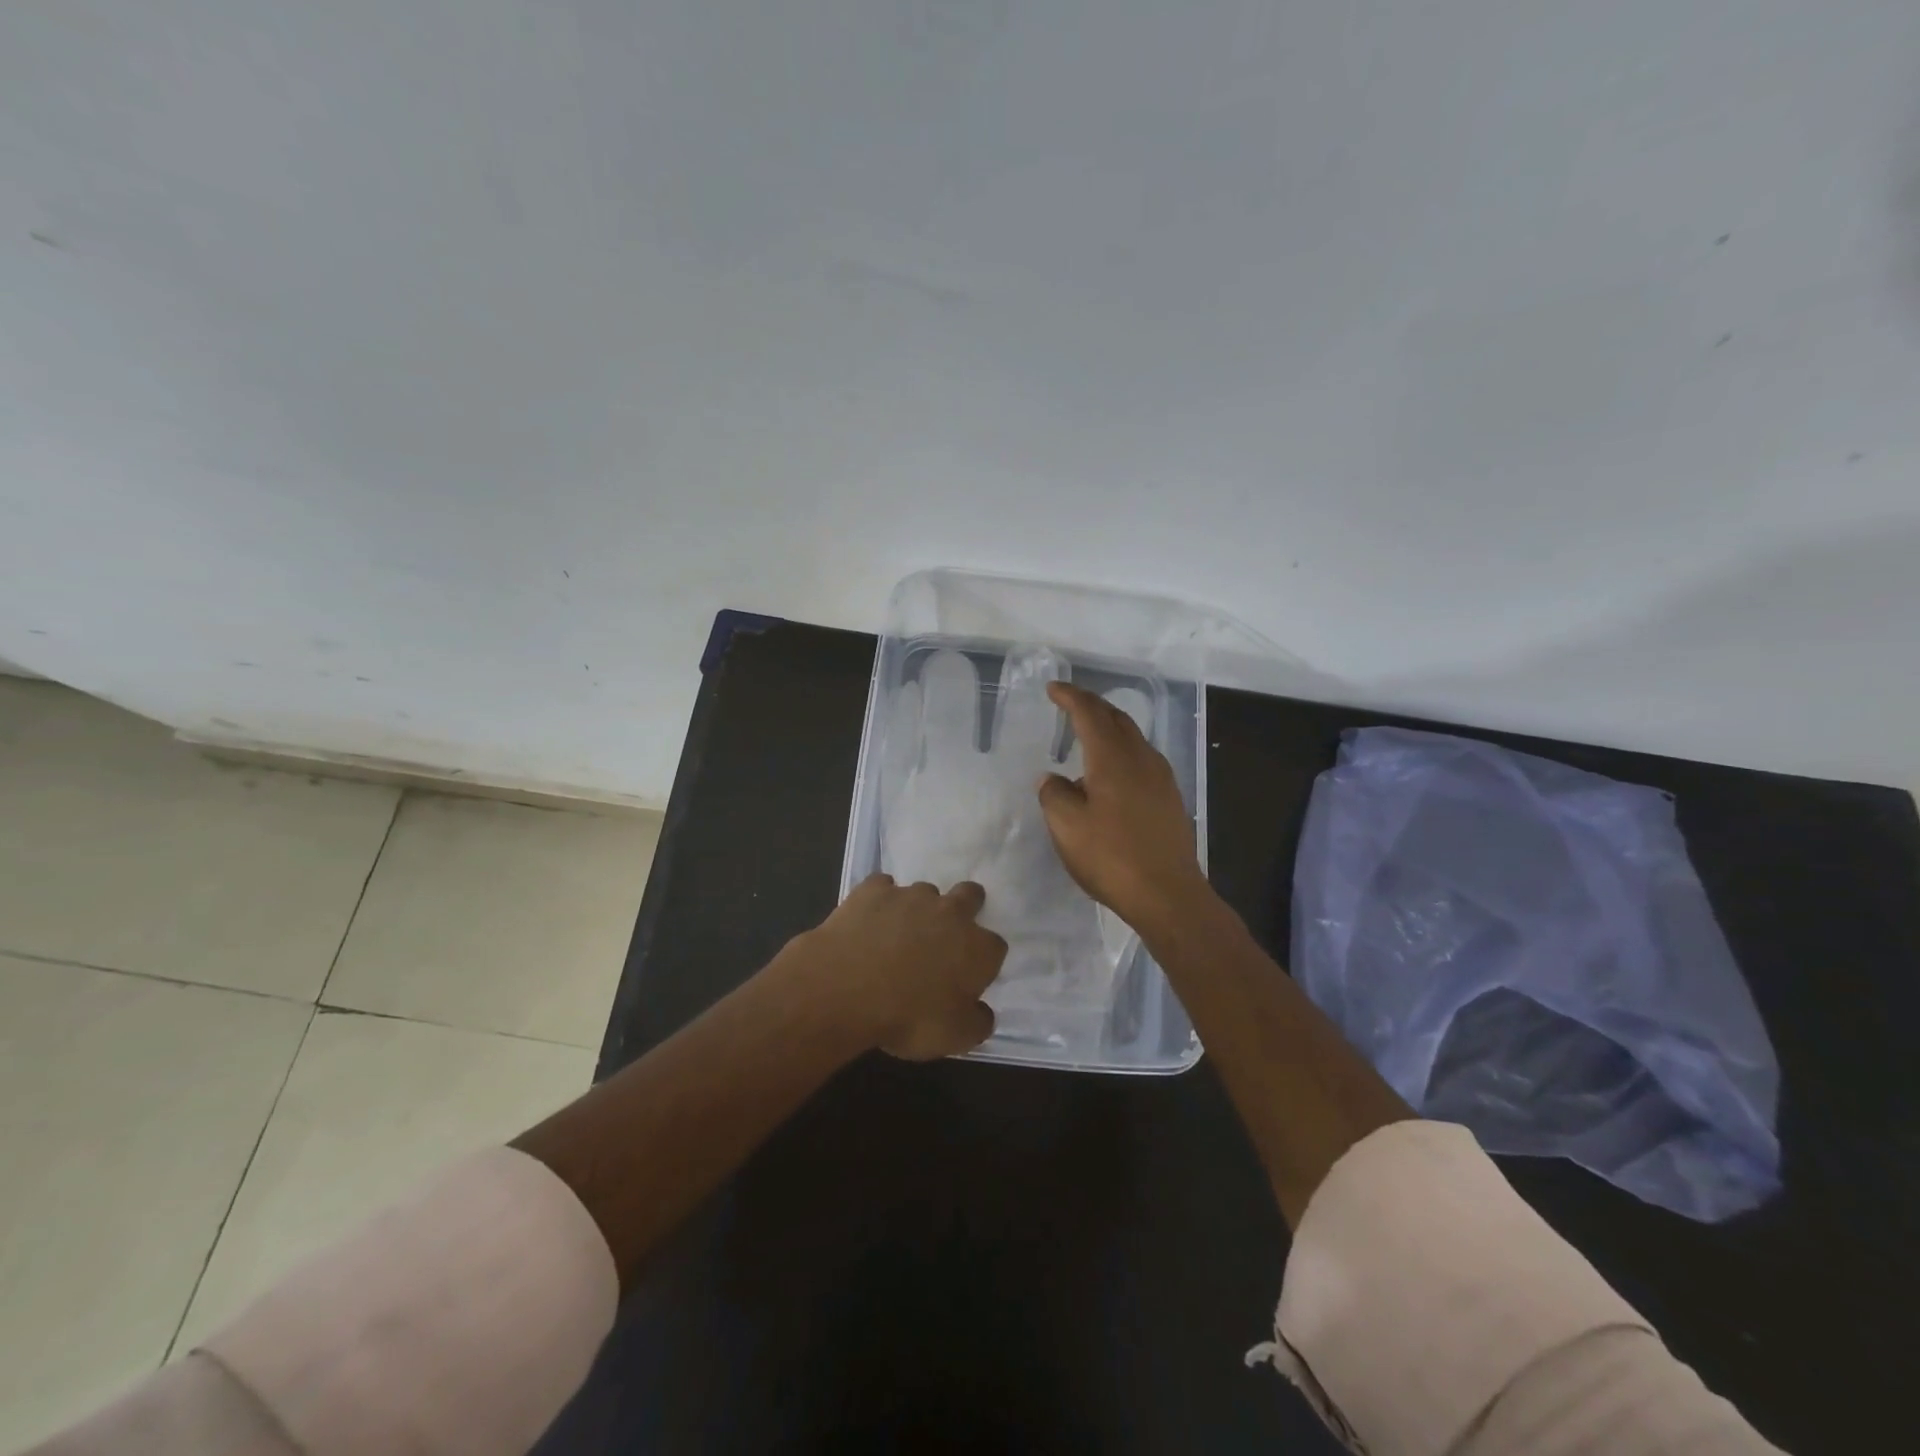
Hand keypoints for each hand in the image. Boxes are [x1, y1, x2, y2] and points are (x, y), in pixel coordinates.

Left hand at [798, 874, 1007, 1059]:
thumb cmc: (908, 1017)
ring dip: (918, 909)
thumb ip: (977, 1022)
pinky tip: (868, 921)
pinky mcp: (874, 889)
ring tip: (898, 933)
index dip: (983, 961)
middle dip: (965, 907)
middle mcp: (950, 912)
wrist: (846, 988)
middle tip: (945, 932)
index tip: (968, 976)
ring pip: (924, 892)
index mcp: (977, 948)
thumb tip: (982, 1011)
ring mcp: (910, 895)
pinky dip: (879, 901)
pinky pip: (882, 888)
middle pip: (970, 895)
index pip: (995, 947)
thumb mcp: (955, 1037)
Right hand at [1037, 681, 1208, 931]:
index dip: (1070, 697)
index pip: (1089, 713)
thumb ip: (1054, 795)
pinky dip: (1122, 751)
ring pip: (1133, 738)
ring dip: (1109, 728)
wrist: (1167, 894)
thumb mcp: (1067, 828)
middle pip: (1116, 718)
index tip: (1053, 689)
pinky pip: (1142, 759)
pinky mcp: (1170, 798)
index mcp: (1112, 759)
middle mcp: (1140, 759)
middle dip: (1092, 705)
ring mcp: (1161, 778)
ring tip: (1088, 736)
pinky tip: (1111, 774)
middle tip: (1070, 704)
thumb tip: (1053, 779)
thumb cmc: (1111, 858)